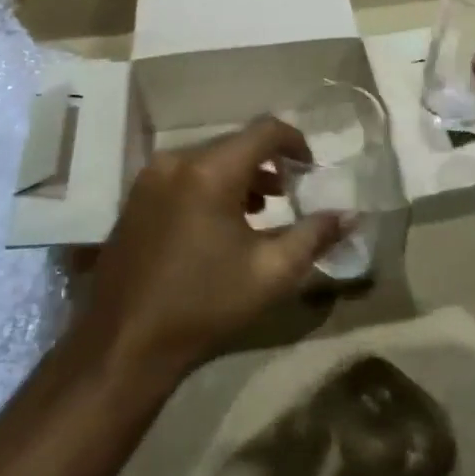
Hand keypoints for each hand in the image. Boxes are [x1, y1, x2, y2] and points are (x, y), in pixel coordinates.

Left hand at [78, 117, 347, 377]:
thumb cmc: (204, 305)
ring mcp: (150, 178)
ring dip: (240, 175)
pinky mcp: (135, 198)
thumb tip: (351, 215)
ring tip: (260, 210)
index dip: (295, 143)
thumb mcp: (271, 273)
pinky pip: (184, 174)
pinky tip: (220, 222)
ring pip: (208, 159)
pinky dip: (210, 185)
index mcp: (210, 172)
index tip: (310, 170)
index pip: (264, 131)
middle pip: (235, 143)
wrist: (124, 344)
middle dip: (268, 163)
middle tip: (290, 194)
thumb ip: (315, 236)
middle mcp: (177, 161)